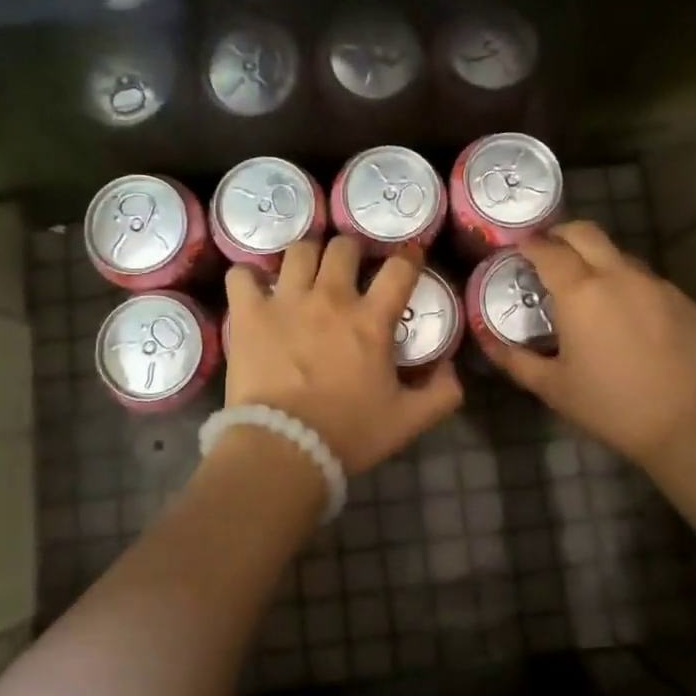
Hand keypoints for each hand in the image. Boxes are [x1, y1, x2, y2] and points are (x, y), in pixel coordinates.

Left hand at [224, 237, 462, 474]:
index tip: (408, 259)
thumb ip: (442, 393)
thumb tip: (452, 368)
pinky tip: (255, 288)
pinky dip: (248, 277)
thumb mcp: (408, 420)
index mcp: (371, 319)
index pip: (399, 268)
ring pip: (299, 250)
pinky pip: (242, 275)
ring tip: (306, 271)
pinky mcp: (249, 313)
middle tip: (349, 269)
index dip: (408, 257)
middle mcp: (330, 297)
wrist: (283, 449)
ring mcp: (286, 301)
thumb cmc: (348, 433)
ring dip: (307, 255)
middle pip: (344, 246)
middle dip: (352, 251)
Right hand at [475, 221, 695, 469]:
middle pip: (585, 232)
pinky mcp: (685, 300)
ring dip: (597, 260)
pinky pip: (648, 281)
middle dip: (561, 235)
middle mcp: (619, 275)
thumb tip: (486, 339)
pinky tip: (629, 319)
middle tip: (548, 255)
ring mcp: (657, 284)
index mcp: (580, 291)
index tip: (518, 252)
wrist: (691, 425)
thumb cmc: (611, 406)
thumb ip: (514, 358)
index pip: (547, 248)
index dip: (528, 245)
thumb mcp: (552, 387)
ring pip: (619, 255)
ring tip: (589, 291)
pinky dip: (628, 287)